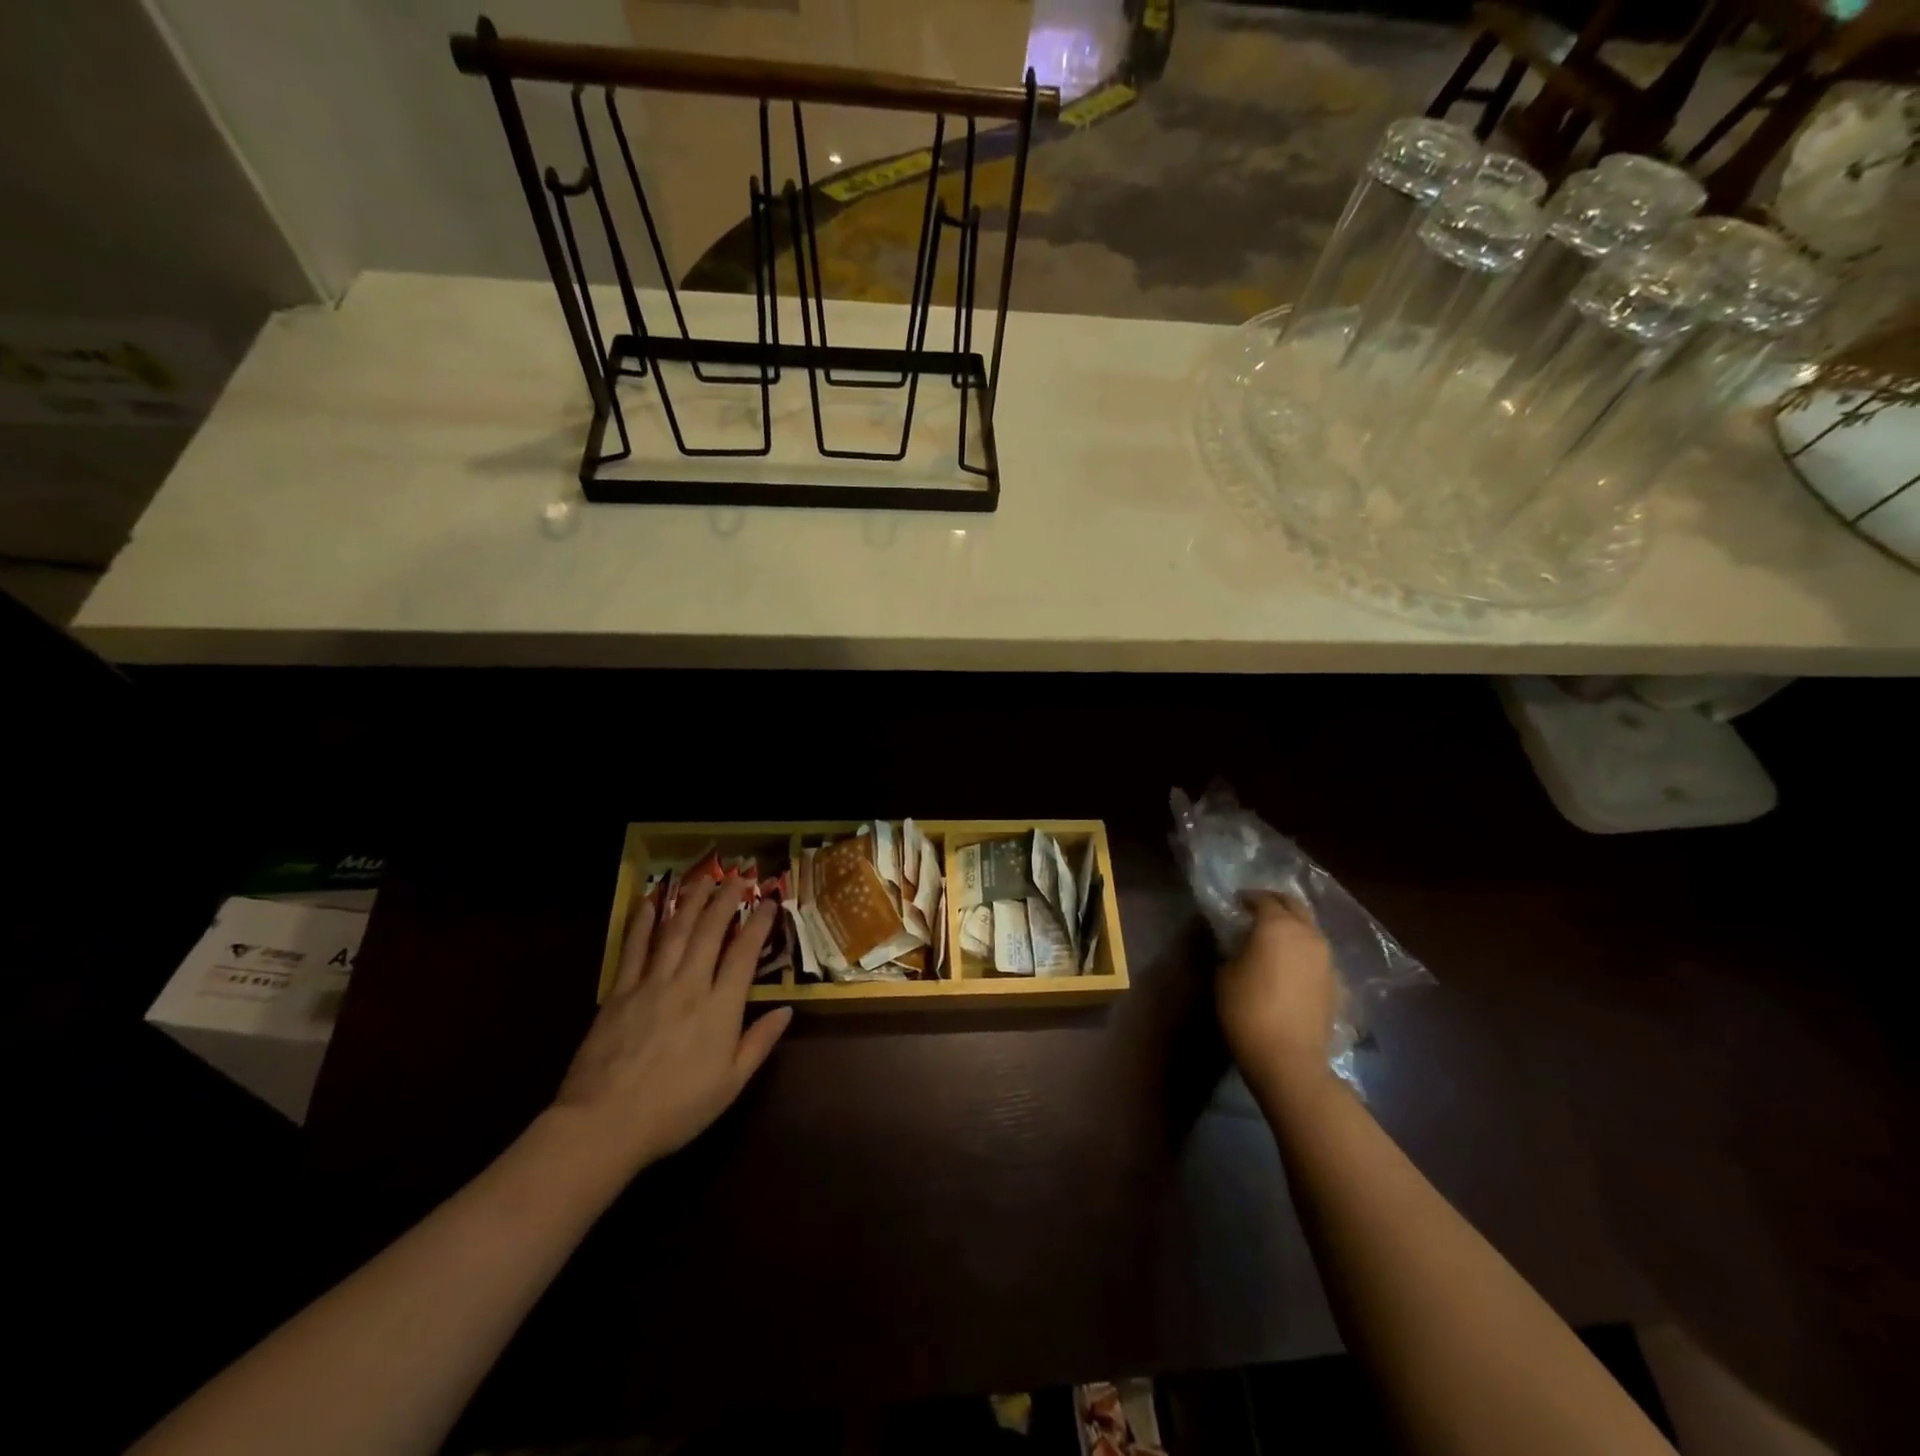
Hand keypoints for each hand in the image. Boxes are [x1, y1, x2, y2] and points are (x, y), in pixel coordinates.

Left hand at [552, 874, 792, 1174]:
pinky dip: (642, 922)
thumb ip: (759, 1043)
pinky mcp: (620, 991)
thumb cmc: (676, 1110)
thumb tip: (787, 1009)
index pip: (745, 954)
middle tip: (737, 876)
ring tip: (704, 879)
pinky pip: (634, 948)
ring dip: (691, 901)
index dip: (758, 924)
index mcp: (720, 1008)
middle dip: (726, 900)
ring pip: (675, 931)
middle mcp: (689, 985)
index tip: (768, 902)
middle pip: (710, 932)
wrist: (604, 1124)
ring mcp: (652, 984)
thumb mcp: (731, 1084)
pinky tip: (649, 902)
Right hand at [1216, 893, 1337, 1088]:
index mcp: (1277, 926)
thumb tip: (1242, 943)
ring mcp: (1325, 959)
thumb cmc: (1247, 1009)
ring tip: (1274, 936)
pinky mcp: (1334, 982)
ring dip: (1293, 925)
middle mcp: (1307, 934)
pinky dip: (1302, 949)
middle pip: (1295, 905)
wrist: (1288, 1058)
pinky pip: (1316, 953)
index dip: (1247, 898)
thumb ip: (1234, 949)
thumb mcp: (1225, 973)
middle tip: (1257, 909)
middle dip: (1276, 902)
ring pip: (1310, 929)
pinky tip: (1289, 963)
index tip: (1235, 902)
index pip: (1263, 899)